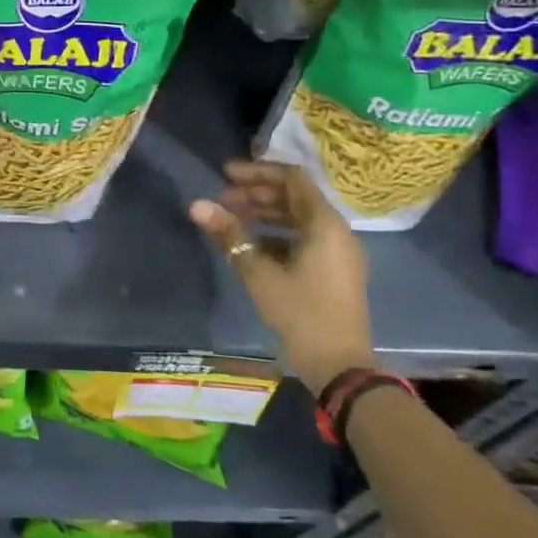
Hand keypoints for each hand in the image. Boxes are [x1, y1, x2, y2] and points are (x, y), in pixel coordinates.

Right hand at [190, 159, 373, 394]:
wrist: (340, 365)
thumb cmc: (301, 312)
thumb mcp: (259, 273)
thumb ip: (229, 235)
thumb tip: (196, 205)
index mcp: (324, 223)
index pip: (291, 178)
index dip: (257, 171)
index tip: (225, 174)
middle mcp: (336, 230)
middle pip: (294, 196)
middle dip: (256, 193)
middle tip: (222, 198)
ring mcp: (338, 251)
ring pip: (298, 218)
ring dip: (265, 214)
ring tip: (232, 219)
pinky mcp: (334, 270)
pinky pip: (304, 238)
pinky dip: (277, 234)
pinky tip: (252, 246)